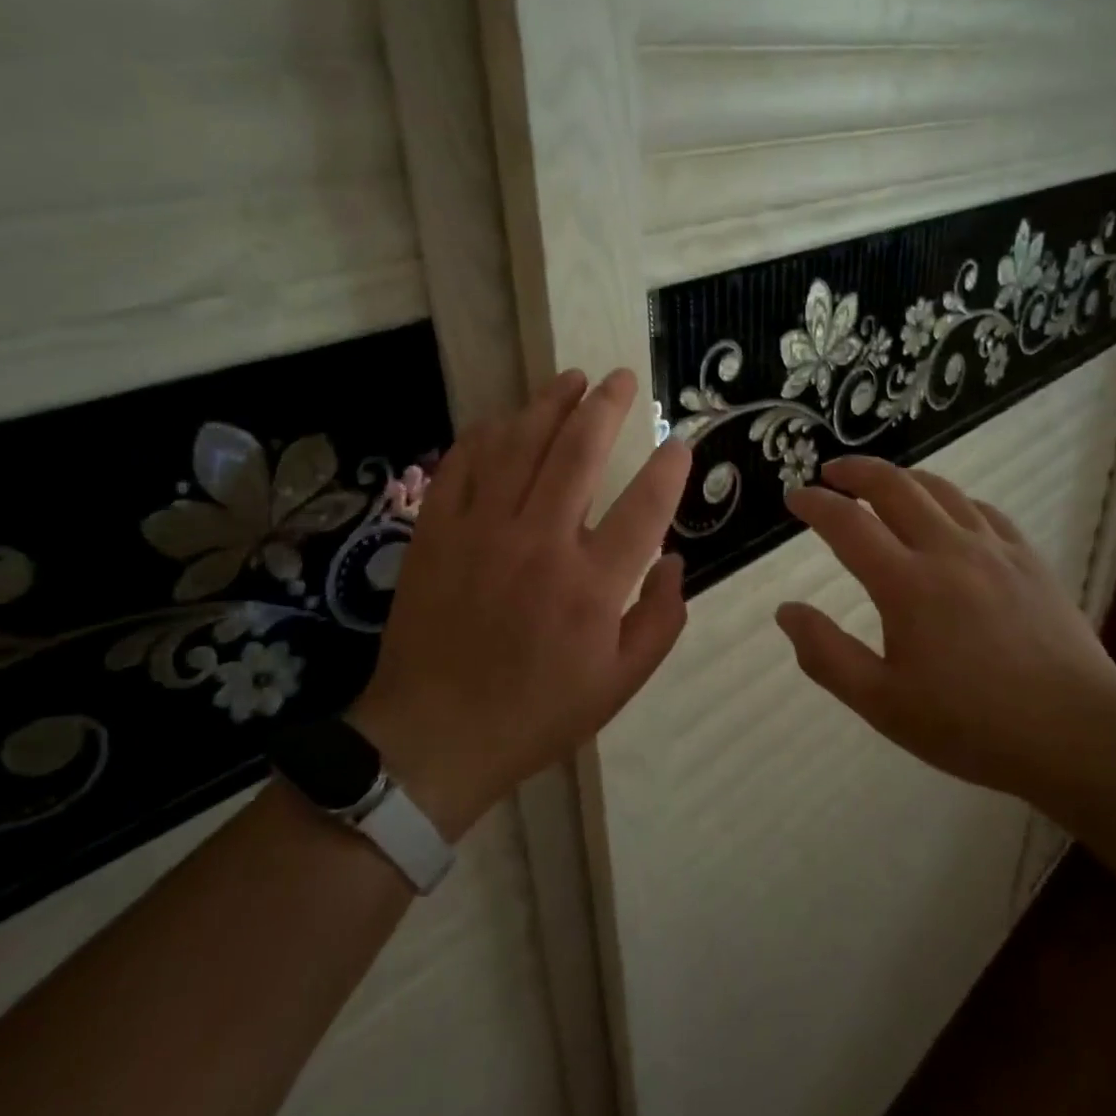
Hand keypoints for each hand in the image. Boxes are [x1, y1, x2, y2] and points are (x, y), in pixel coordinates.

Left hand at [349, 369, 690, 838]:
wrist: (434, 736)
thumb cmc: (537, 712)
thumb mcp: (620, 683)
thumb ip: (660, 619)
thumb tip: (676, 560)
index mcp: (592, 583)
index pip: (644, 505)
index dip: (670, 466)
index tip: (681, 442)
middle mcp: (540, 542)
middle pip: (579, 451)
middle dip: (607, 405)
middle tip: (621, 378)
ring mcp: (482, 530)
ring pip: (520, 444)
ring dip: (549, 404)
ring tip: (571, 378)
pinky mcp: (437, 532)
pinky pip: (462, 464)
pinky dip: (485, 434)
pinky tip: (504, 420)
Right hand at [774, 454, 1115, 803]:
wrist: (1078, 734)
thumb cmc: (971, 725)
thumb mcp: (882, 704)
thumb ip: (826, 655)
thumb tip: (786, 610)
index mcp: (906, 584)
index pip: (847, 524)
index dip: (815, 504)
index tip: (794, 496)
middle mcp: (947, 550)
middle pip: (893, 486)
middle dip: (855, 471)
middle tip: (831, 473)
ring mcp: (993, 549)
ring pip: (939, 489)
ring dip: (901, 477)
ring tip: (881, 483)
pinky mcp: (1028, 559)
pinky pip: (982, 509)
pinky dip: (951, 499)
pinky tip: (948, 512)